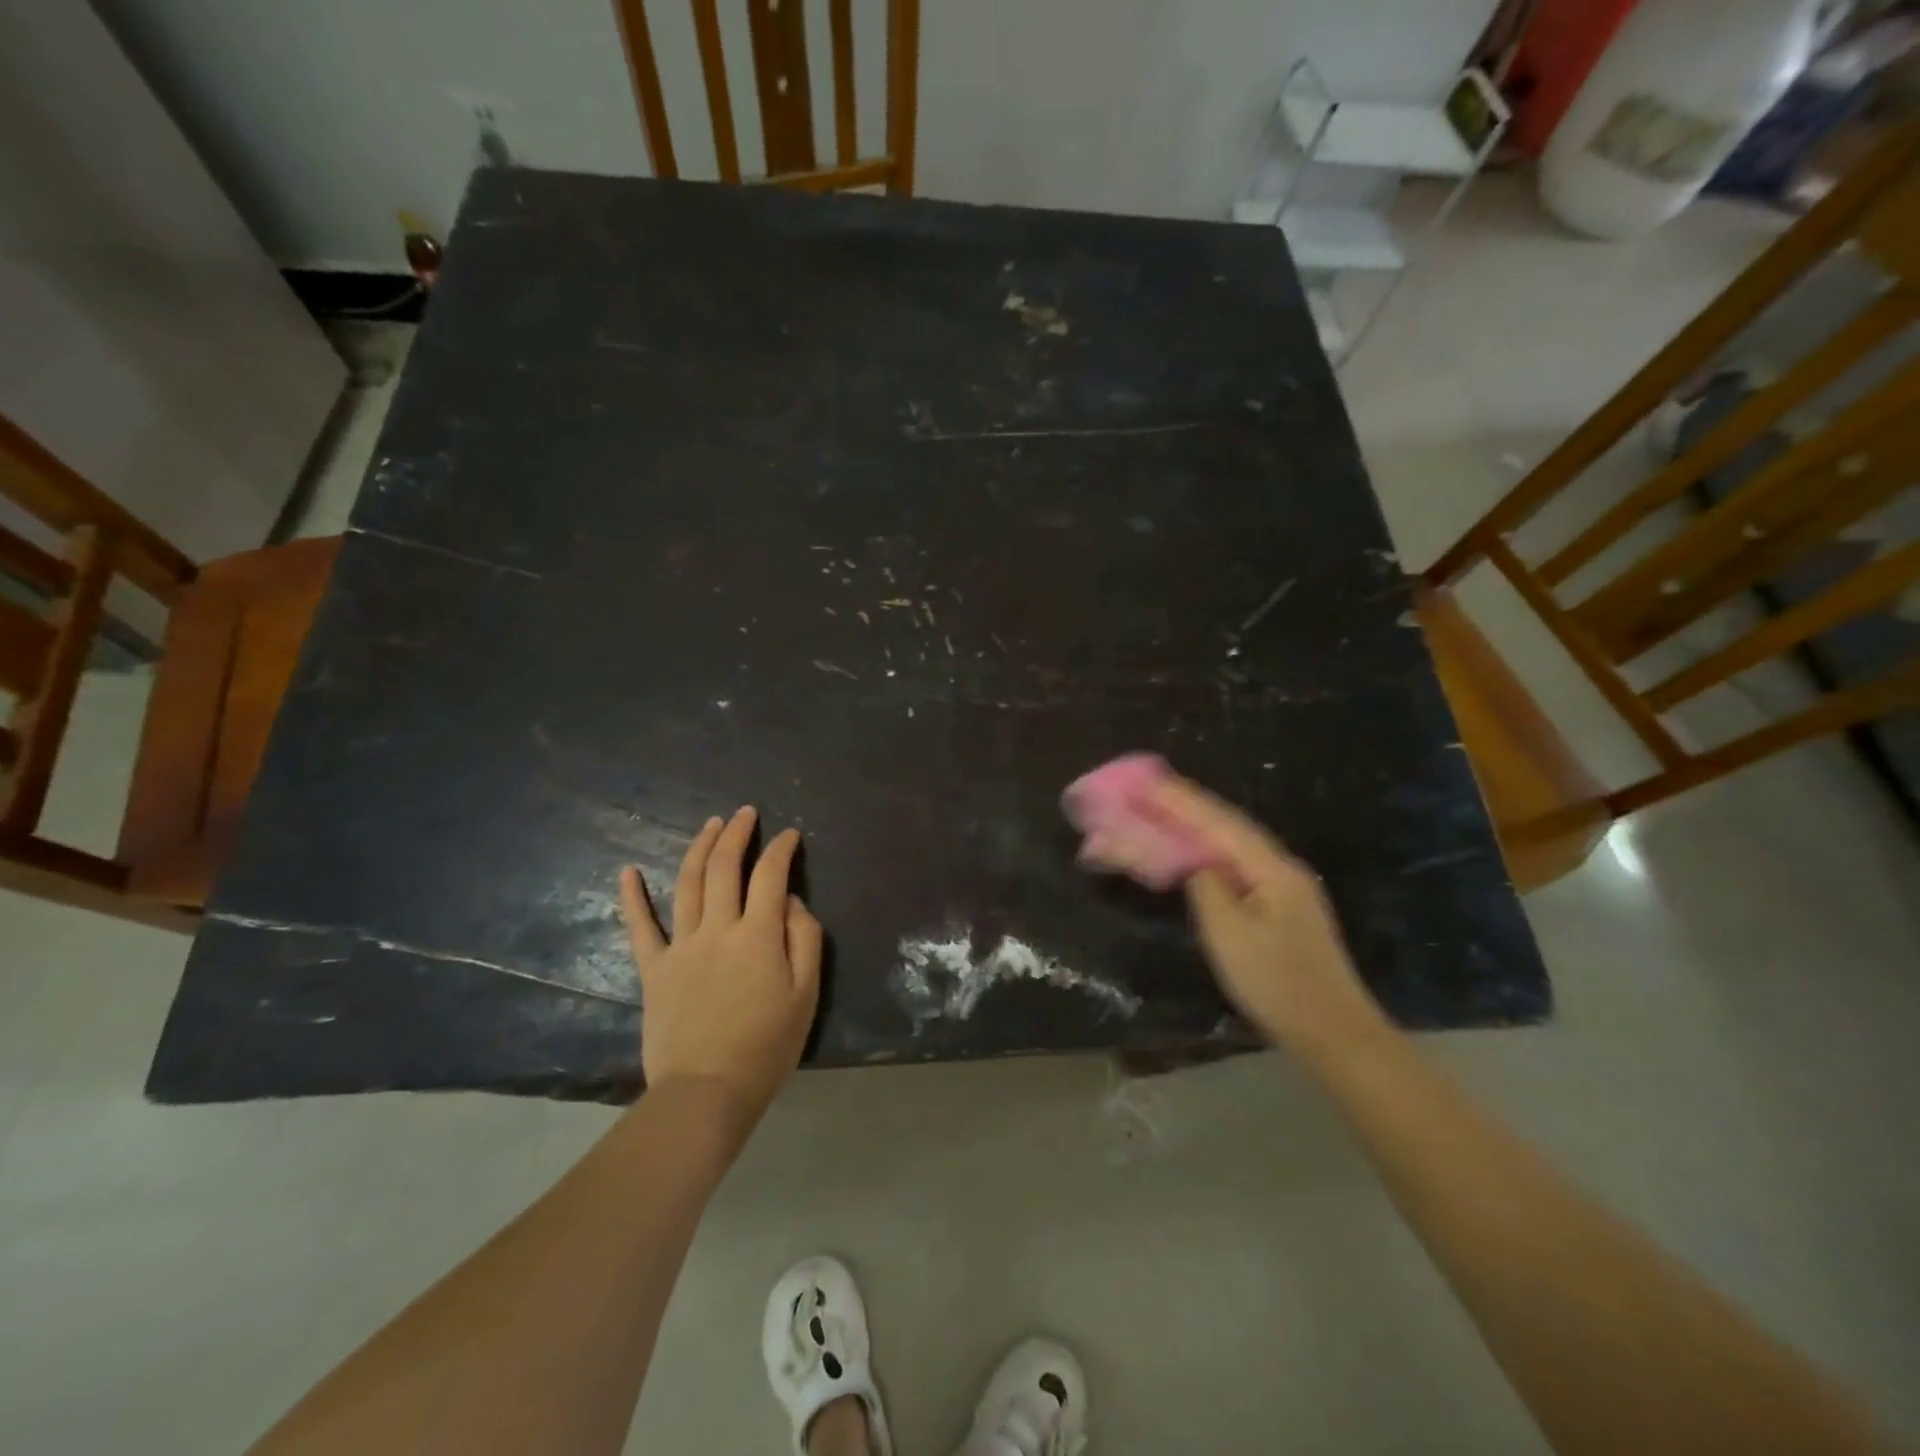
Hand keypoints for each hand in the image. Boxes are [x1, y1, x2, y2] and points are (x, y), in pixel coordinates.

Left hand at [619, 807, 821, 1124]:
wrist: (706, 1092)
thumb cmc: (766, 1046)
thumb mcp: (806, 995)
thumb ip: (803, 939)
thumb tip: (790, 901)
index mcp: (757, 934)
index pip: (770, 876)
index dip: (780, 849)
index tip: (789, 835)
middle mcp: (717, 928)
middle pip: (724, 867)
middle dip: (736, 834)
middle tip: (745, 813)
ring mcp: (681, 946)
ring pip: (688, 884)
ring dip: (699, 848)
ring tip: (710, 825)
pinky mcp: (654, 969)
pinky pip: (640, 927)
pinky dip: (633, 896)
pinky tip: (627, 871)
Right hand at [1146, 776, 1385, 1060]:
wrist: (1334, 1034)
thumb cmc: (1277, 983)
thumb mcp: (1230, 934)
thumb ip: (1207, 888)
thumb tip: (1196, 866)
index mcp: (1271, 867)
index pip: (1218, 822)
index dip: (1179, 800)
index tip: (1145, 781)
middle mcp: (1280, 867)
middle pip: (1227, 826)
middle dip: (1185, 805)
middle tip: (1145, 790)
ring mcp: (1284, 888)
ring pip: (1232, 845)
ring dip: (1196, 826)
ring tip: (1161, 811)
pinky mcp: (1280, 909)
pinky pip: (1236, 866)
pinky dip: (1208, 852)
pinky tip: (1192, 853)